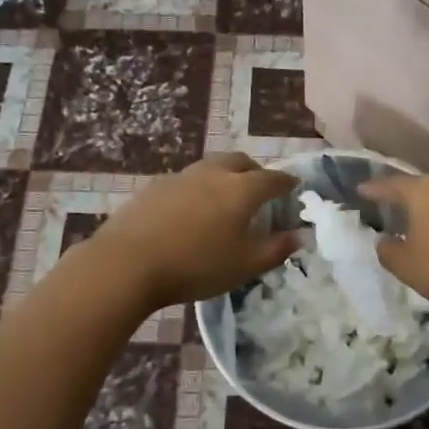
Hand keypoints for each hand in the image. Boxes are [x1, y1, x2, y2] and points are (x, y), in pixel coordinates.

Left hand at [89, 154, 299, 309]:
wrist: (128, 263)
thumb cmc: (197, 266)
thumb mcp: (245, 265)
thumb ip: (277, 249)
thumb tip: (301, 235)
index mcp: (241, 189)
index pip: (273, 179)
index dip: (287, 183)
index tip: (294, 186)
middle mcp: (214, 174)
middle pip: (241, 162)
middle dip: (256, 172)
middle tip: (260, 190)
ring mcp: (181, 177)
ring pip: (211, 168)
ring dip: (225, 177)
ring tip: (226, 200)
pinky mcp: (155, 187)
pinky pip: (187, 181)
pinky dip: (199, 190)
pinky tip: (192, 212)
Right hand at [358, 173, 428, 324]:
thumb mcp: (408, 267)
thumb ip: (388, 251)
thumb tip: (385, 241)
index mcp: (424, 190)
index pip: (390, 184)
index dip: (373, 189)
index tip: (361, 190)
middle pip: (422, 187)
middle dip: (405, 197)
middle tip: (391, 209)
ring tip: (422, 224)